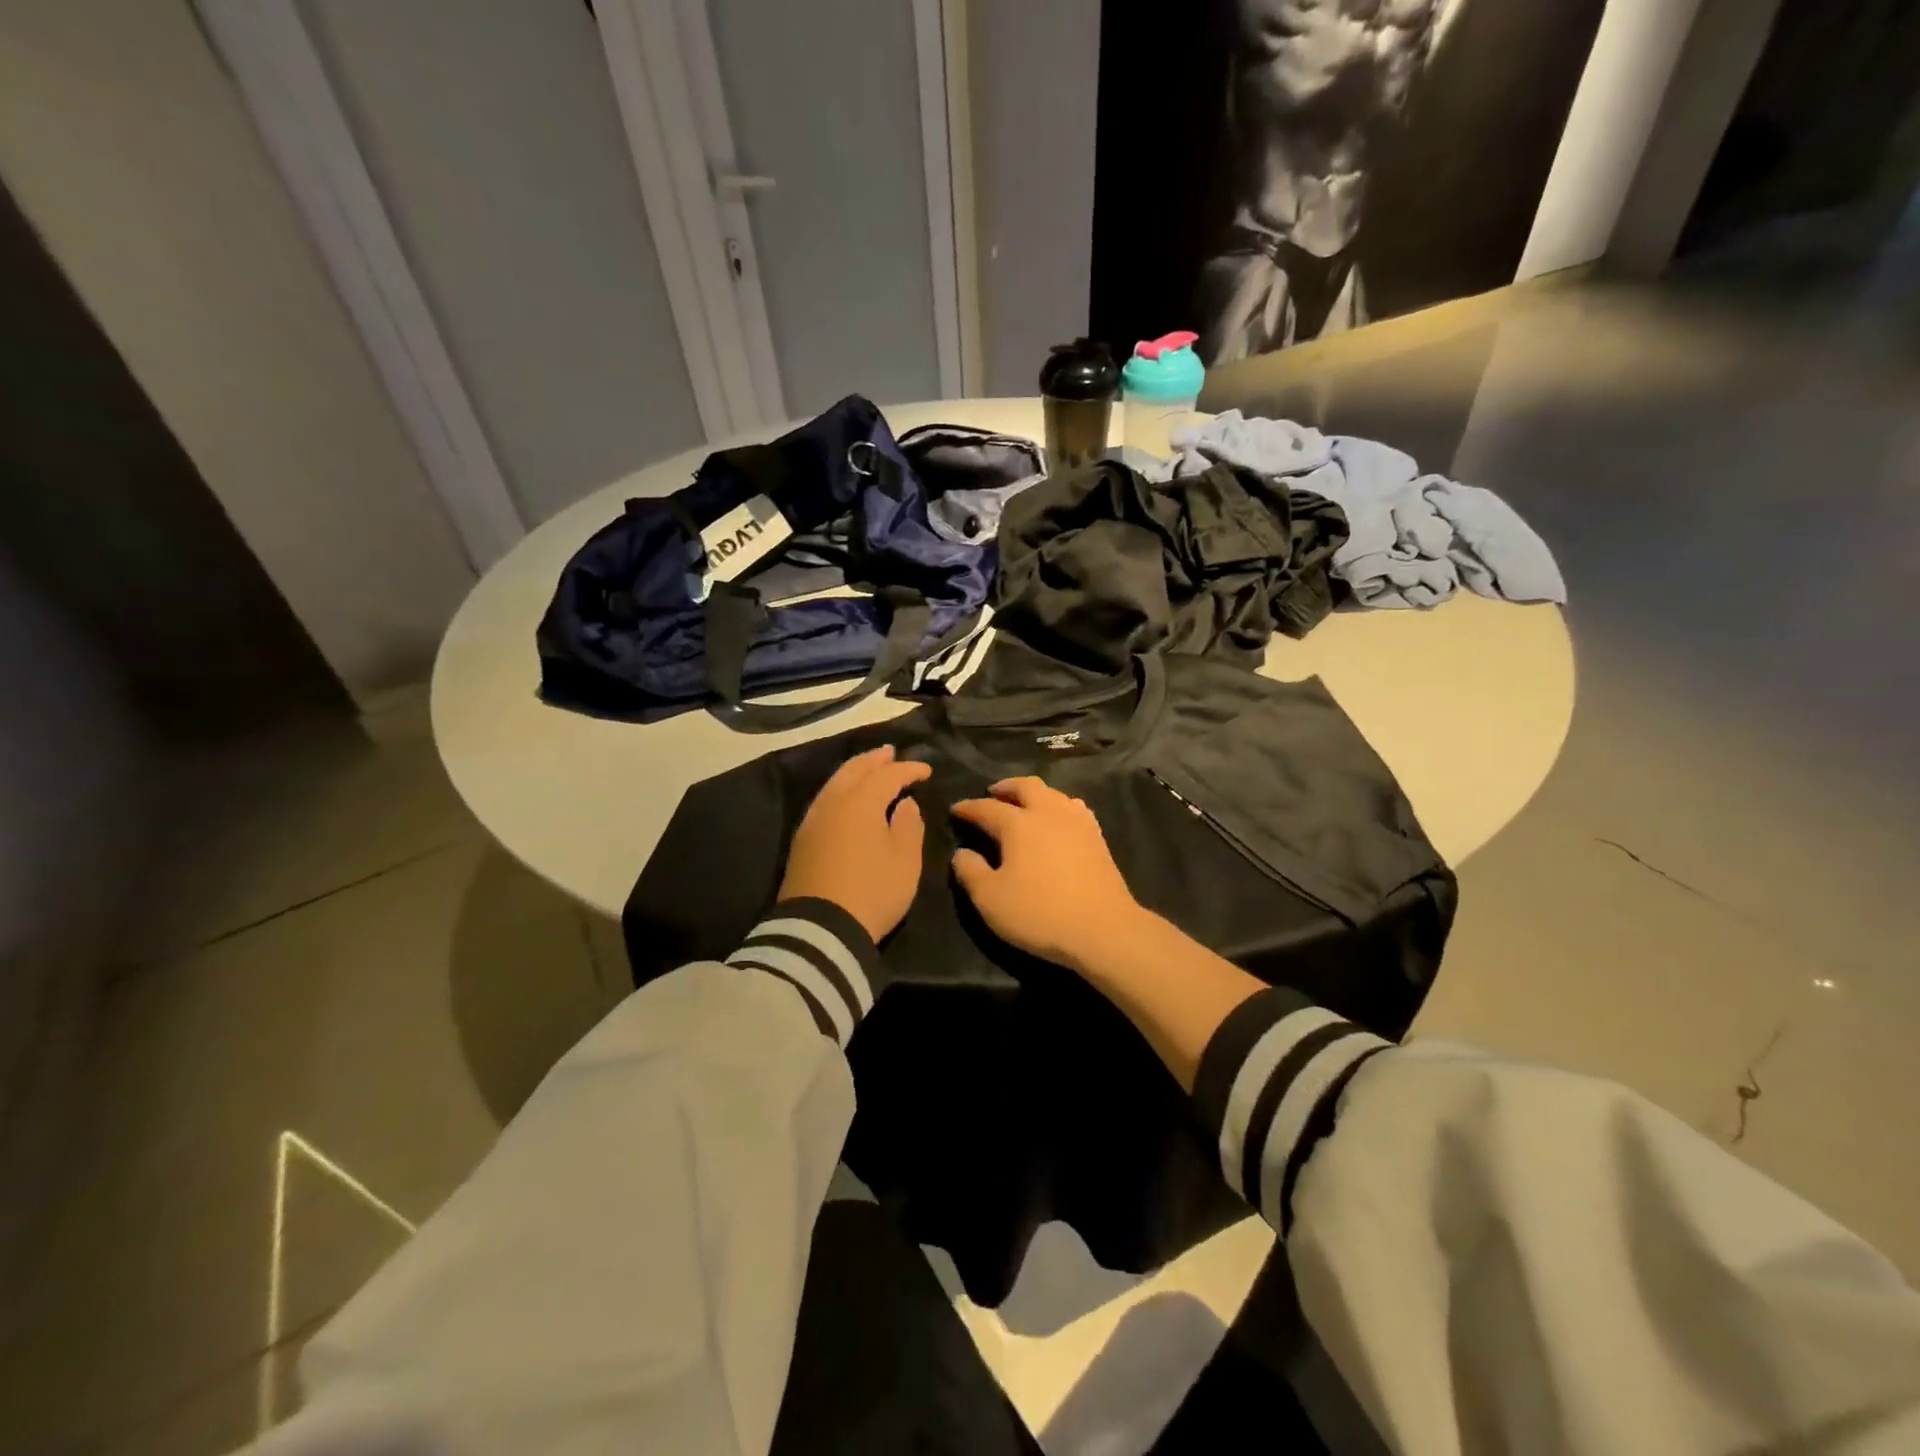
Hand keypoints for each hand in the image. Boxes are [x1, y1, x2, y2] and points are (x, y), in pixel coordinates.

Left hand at [778, 746, 931, 942]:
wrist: (820, 929)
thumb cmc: (873, 891)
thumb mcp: (905, 862)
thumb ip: (909, 826)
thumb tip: (905, 804)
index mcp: (861, 802)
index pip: (888, 775)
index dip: (908, 769)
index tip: (926, 771)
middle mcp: (833, 803)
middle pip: (854, 770)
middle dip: (875, 760)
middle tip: (891, 753)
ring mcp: (813, 821)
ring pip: (835, 783)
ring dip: (855, 772)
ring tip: (870, 770)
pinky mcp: (802, 840)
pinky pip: (825, 800)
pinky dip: (841, 790)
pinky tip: (847, 799)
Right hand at [949, 777, 1145, 972]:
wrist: (1103, 929)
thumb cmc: (1040, 914)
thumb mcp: (990, 899)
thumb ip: (970, 872)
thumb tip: (961, 853)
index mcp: (1018, 824)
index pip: (986, 808)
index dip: (968, 808)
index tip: (955, 810)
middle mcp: (1048, 813)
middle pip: (1025, 786)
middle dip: (1005, 787)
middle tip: (992, 793)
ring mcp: (1077, 822)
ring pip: (1053, 793)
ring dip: (1034, 793)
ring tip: (1024, 804)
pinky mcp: (1097, 837)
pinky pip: (1074, 808)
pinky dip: (1059, 806)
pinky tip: (1058, 819)